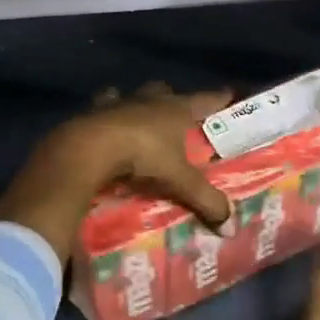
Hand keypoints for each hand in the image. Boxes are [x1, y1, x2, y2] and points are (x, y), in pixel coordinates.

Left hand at [0, 83, 233, 263]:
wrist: (90, 145)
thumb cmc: (143, 154)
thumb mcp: (179, 180)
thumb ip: (205, 200)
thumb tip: (230, 228)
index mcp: (176, 108)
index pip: (206, 99)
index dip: (219, 97)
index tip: (229, 94)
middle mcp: (149, 99)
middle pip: (165, 91)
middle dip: (172, 99)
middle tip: (177, 115)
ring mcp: (119, 101)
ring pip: (133, 95)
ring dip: (137, 104)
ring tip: (139, 119)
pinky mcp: (92, 110)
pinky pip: (102, 107)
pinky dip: (105, 114)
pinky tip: (104, 126)